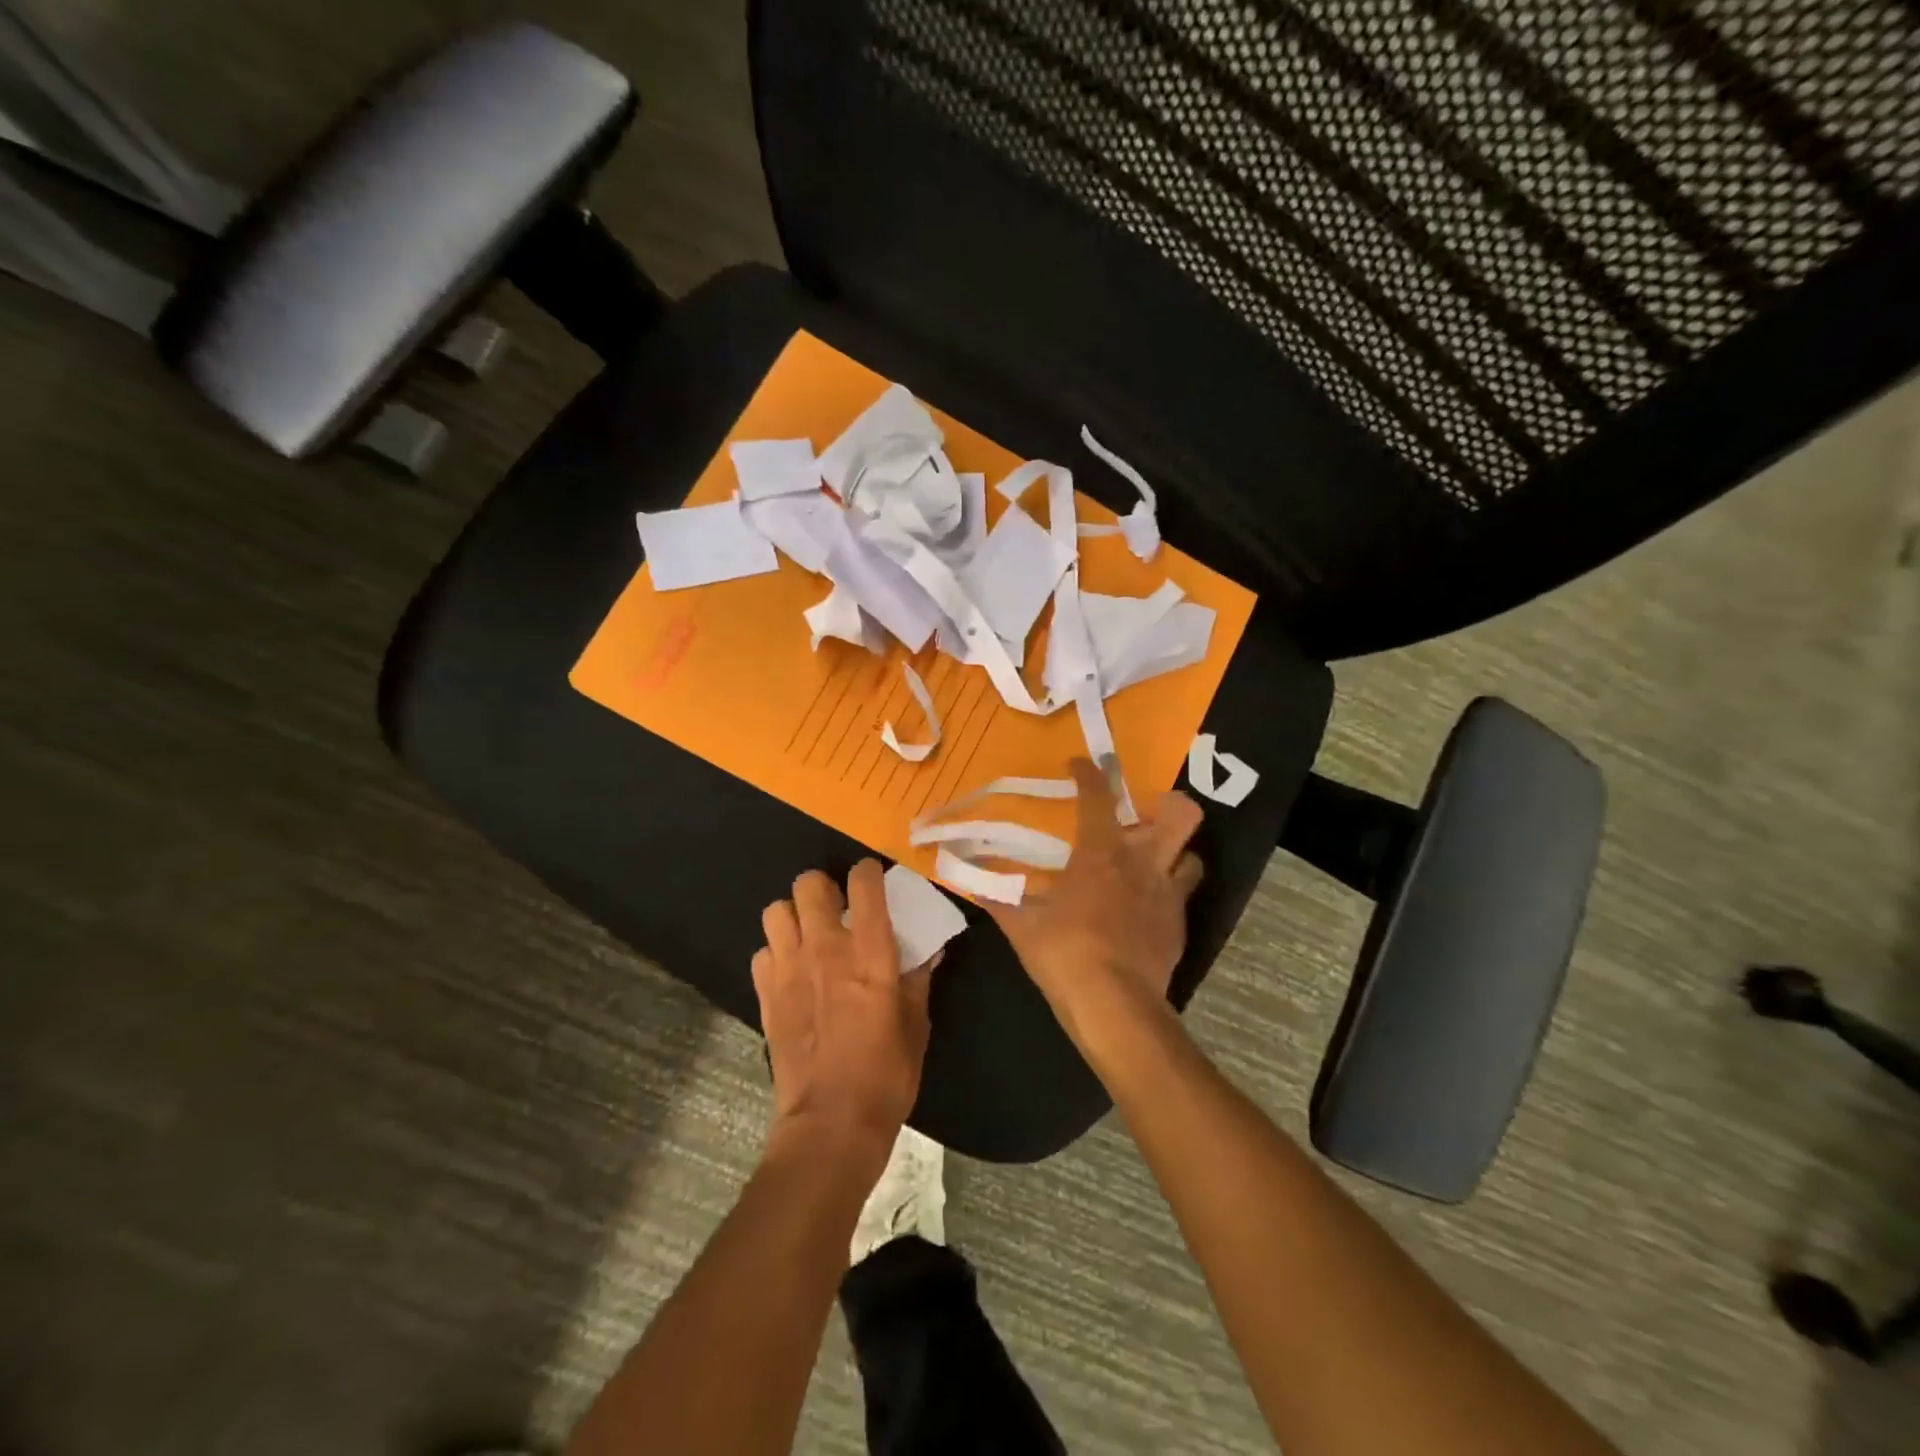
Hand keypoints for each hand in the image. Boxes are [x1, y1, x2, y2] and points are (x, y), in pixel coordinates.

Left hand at [752, 860, 932, 1161]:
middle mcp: (825, 949)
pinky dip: (776, 953)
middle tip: (837, 908)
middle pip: (808, 884)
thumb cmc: (886, 1073)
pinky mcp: (766, 994)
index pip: (863, 884)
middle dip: (824, 888)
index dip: (868, 872)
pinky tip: (791, 971)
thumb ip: (918, 977)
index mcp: (869, 952)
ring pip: (776, 911)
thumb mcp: (916, 1023)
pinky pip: (762, 951)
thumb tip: (928, 949)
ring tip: (809, 935)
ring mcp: (789, 970)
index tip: (873, 879)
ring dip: (794, 916)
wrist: (831, 1123)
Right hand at [987, 758, 1203, 1051]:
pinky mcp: (1179, 926)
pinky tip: (1146, 908)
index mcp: (1101, 854)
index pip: (1098, 798)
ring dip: (1175, 853)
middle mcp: (1143, 863)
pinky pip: (1182, 896)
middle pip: (1182, 815)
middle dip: (1170, 805)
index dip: (1090, 774)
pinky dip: (1167, 893)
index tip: (1081, 765)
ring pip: (1191, 856)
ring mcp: (1168, 894)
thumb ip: (995, 895)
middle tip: (1143, 816)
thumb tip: (963, 874)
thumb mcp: (1021, 925)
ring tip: (1152, 861)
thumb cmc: (1064, 954)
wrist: (1115, 1007)